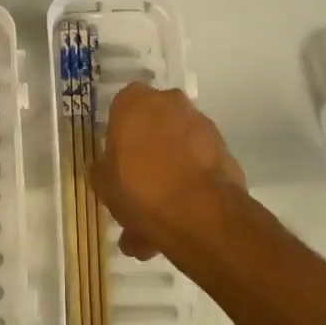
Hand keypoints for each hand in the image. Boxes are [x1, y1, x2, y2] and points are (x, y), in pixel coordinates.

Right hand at [93, 82, 243, 260]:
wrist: (200, 212)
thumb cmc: (139, 187)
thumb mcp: (103, 184)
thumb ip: (102, 171)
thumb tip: (105, 169)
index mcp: (133, 100)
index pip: (121, 109)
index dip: (119, 138)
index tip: (117, 164)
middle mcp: (168, 101)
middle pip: (152, 128)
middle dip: (146, 158)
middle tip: (137, 195)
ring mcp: (199, 123)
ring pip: (176, 149)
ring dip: (169, 176)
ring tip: (157, 224)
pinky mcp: (223, 148)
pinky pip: (198, 165)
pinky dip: (190, 186)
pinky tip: (180, 222)